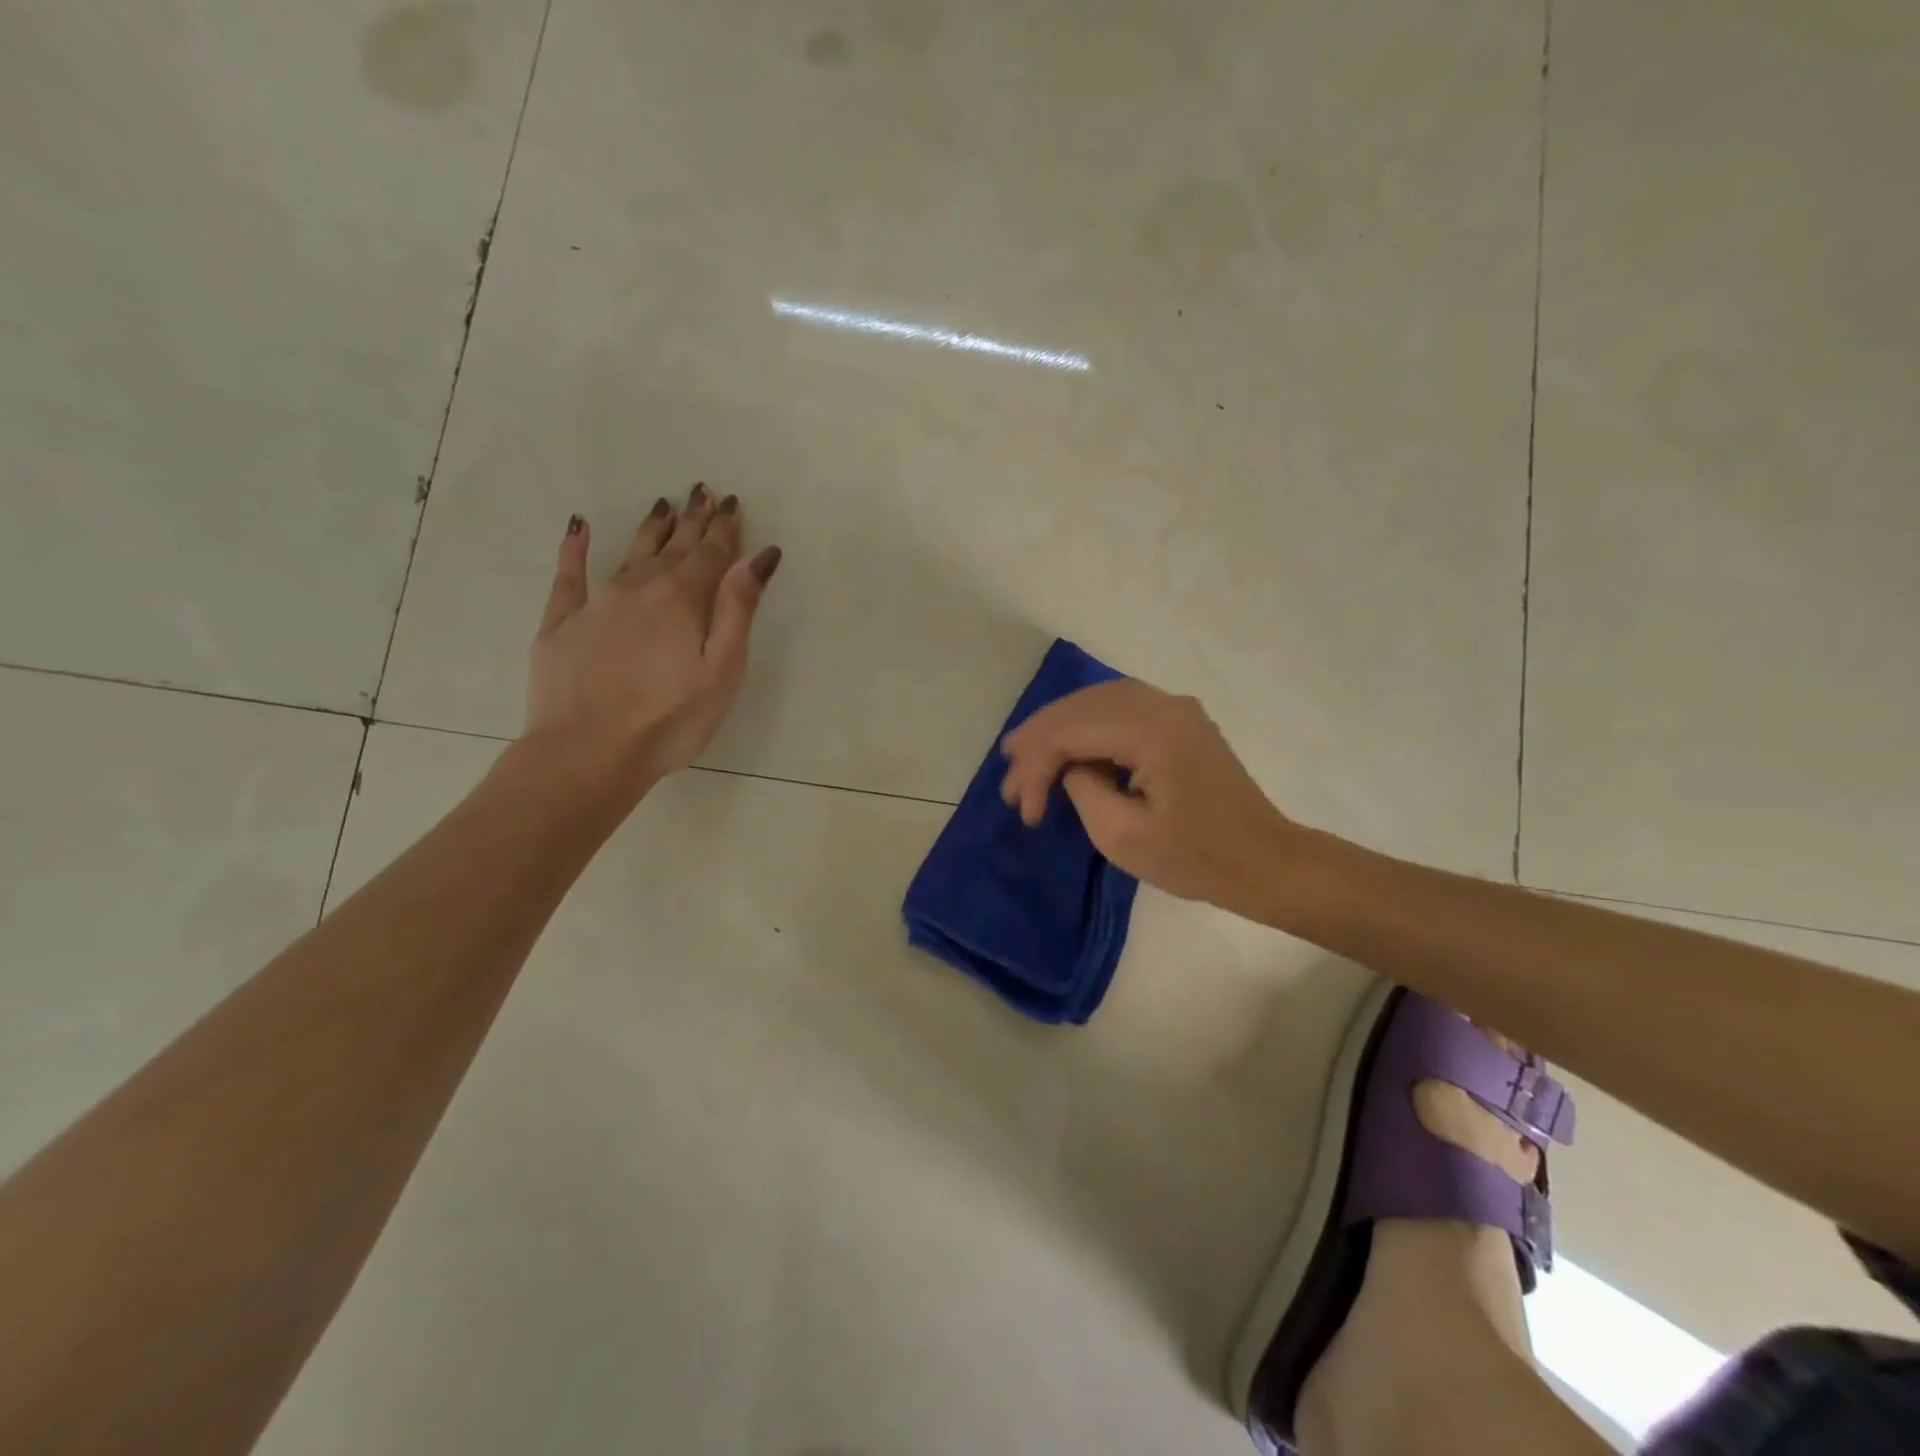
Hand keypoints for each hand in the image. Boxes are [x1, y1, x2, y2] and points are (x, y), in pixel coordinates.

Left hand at [526, 484, 781, 785]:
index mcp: (682, 600)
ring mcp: (596, 603)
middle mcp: (639, 588)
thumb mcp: (722, 669)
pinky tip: (579, 527)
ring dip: (650, 528)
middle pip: (673, 548)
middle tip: (702, 491)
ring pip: (629, 553)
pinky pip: (569, 574)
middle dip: (693, 520)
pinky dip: (575, 548)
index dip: (724, 529)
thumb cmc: (670, 719)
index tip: (731, 503)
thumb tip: (760, 556)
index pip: (710, 554)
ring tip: (663, 505)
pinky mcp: (561, 623)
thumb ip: (738, 609)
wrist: (588, 753)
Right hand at [998, 678, 1299, 918]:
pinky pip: (1119, 708)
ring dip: (1059, 727)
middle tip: (1007, 773)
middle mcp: (1163, 705)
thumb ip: (1083, 789)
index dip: (1036, 765)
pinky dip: (1086, 725)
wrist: (1266, 862)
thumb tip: (1071, 768)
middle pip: (1081, 706)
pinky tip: (1067, 746)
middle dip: (1039, 739)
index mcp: (1152, 731)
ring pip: (1097, 700)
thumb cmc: (1197, 859)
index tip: (1022, 809)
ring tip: (1025, 755)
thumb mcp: (1123, 836)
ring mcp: (1175, 709)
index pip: (1072, 730)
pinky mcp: (1180, 721)